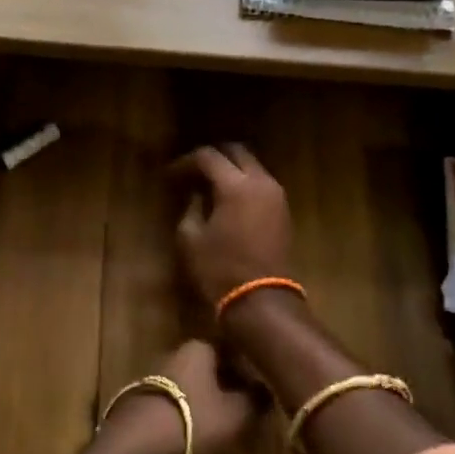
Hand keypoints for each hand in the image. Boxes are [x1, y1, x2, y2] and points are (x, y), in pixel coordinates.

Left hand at [100, 340, 260, 453]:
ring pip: (193, 398)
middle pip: (209, 375)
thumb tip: (264, 389)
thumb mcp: (238, 414)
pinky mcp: (142, 411)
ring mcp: (154, 384)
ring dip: (210, 419)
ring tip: (231, 448)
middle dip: (229, 398)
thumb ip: (255, 400)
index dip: (248, 373)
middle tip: (249, 424)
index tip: (263, 396)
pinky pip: (175, 418)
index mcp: (197, 350)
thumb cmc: (195, 422)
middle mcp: (173, 358)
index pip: (229, 352)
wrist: (136, 449)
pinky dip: (190, 433)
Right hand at [170, 144, 293, 310]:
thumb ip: (191, 208)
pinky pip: (262, 184)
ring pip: (253, 167)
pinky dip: (244, 184)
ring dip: (231, 170)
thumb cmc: (220, 270)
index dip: (186, 162)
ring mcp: (277, 196)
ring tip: (209, 186)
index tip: (171, 175)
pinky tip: (228, 201)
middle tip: (192, 172)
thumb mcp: (191, 238)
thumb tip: (196, 196)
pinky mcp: (284, 212)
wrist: (263, 301)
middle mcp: (261, 182)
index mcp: (235, 185)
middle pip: (237, 152)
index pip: (208, 156)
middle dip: (213, 157)